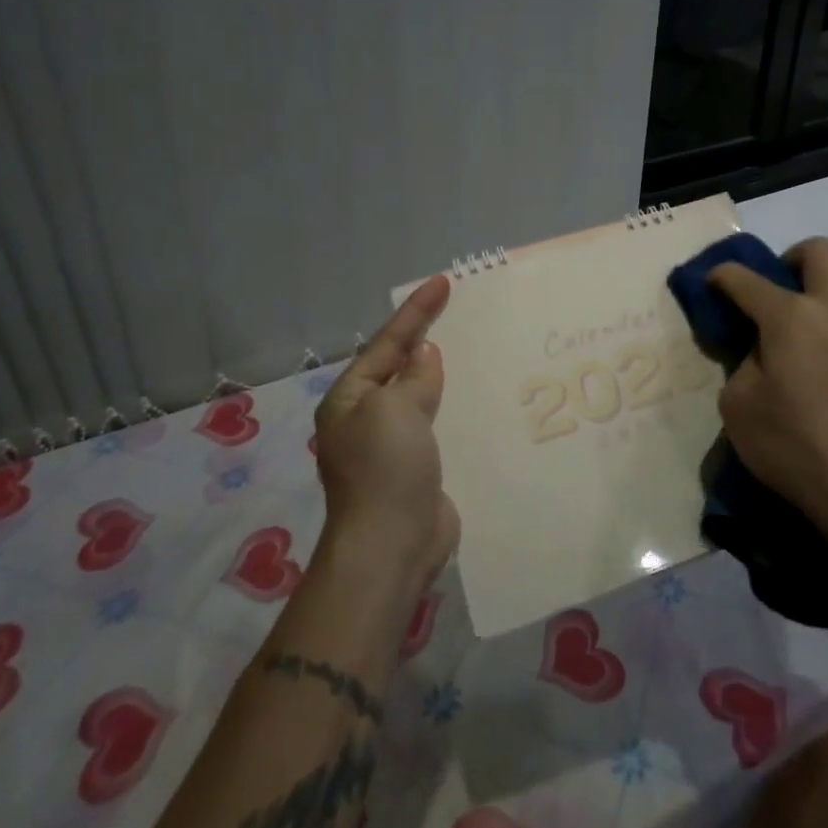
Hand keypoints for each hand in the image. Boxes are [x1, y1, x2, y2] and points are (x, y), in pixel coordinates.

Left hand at [312, 275, 460, 588]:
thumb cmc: (385, 468)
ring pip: (420, 394)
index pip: (386, 343)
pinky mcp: (418, 466)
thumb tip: (424, 355)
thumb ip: (414, 377)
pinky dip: (454, 405)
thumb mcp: (395, 409)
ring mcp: (392, 444)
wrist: (392, 544)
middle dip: (425, 338)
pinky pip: (437, 423)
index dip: (415, 311)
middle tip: (457, 310)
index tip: (443, 282)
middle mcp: (367, 417)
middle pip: (400, 366)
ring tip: (472, 347)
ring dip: (442, 373)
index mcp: (350, 398)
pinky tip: (476, 397)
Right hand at [709, 238, 827, 542]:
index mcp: (789, 318)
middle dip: (793, 258)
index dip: (723, 276)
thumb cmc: (793, 447)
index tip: (715, 282)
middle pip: (820, 251)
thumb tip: (760, 350)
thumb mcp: (738, 408)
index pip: (745, 280)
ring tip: (826, 318)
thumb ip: (742, 365)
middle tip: (782, 290)